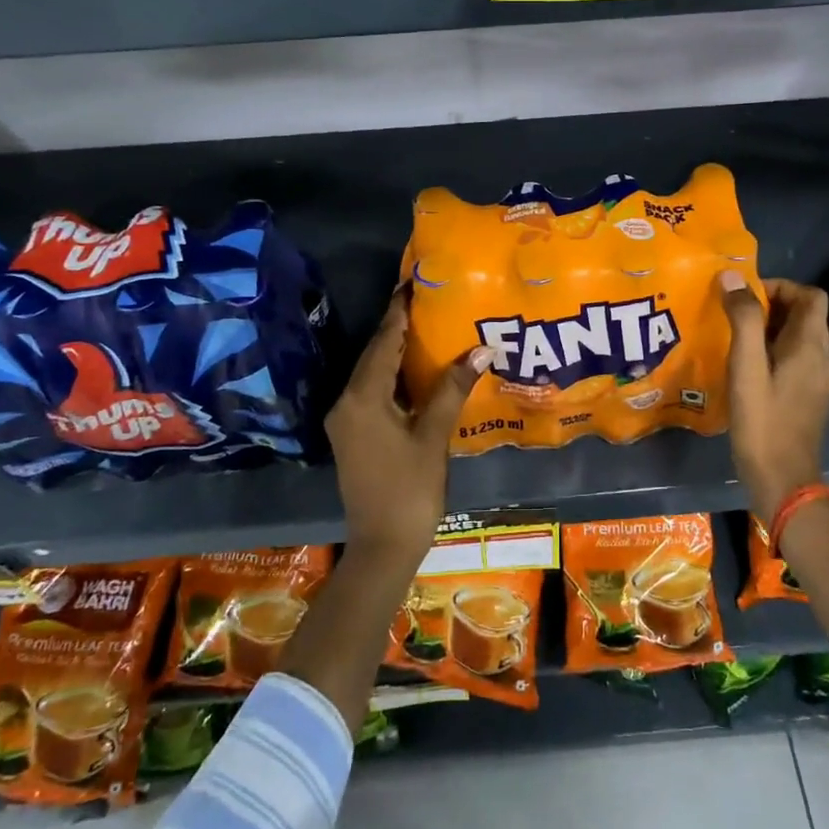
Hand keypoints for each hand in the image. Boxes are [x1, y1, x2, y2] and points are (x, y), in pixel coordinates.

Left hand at [324, 290, 491, 563]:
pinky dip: (395, 377)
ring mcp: (346, 420)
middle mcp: (347, 402)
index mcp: (362, 397)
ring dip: (398, 352)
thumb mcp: (433, 436)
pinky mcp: (353, 435)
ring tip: (429, 326)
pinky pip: (373, 392)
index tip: (415, 282)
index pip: (384, 341)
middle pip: (376, 354)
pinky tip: (418, 371)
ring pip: (373, 374)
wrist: (382, 547)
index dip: (400, 311)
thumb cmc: (410, 490)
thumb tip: (481, 348)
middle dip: (400, 327)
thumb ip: (453, 388)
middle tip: (430, 300)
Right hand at [720, 272, 828, 522]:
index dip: (779, 286)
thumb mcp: (746, 367)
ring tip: (731, 336)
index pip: (810, 295)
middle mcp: (819, 358)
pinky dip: (770, 351)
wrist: (783, 481)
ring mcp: (815, 380)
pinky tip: (743, 367)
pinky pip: (792, 359)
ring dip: (767, 328)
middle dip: (769, 306)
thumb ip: (742, 320)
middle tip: (731, 314)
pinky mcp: (806, 397)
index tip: (744, 296)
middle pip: (803, 315)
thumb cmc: (763, 422)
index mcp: (810, 346)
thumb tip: (732, 277)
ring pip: (796, 338)